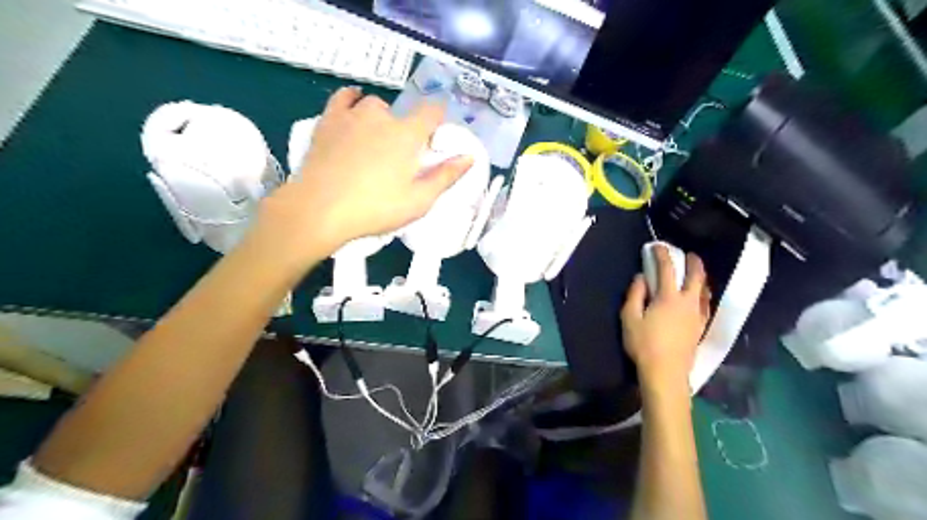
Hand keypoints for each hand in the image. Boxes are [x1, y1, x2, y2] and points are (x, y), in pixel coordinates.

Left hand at [252, 86, 470, 262]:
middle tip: (402, 157)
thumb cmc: (375, 208)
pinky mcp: (328, 121)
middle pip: (402, 113)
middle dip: (407, 129)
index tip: (436, 136)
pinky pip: (343, 99)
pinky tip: (353, 105)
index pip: (431, 112)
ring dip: (381, 118)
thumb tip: (469, 157)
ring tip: (377, 141)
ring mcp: (352, 116)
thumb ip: (446, 177)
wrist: (320, 209)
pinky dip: (351, 99)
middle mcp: (382, 116)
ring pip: (373, 106)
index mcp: (407, 135)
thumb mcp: (419, 200)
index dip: (438, 119)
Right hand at [622, 247, 711, 391]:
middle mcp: (688, 302)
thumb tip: (640, 277)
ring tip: (696, 274)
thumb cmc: (644, 344)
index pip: (667, 269)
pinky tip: (700, 298)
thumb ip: (635, 294)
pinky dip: (703, 295)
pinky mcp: (700, 328)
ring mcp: (697, 316)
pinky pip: (706, 305)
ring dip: (701, 278)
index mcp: (669, 297)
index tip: (657, 246)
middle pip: (696, 277)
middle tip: (689, 254)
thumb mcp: (630, 317)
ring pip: (704, 291)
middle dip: (693, 262)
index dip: (662, 254)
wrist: (666, 373)